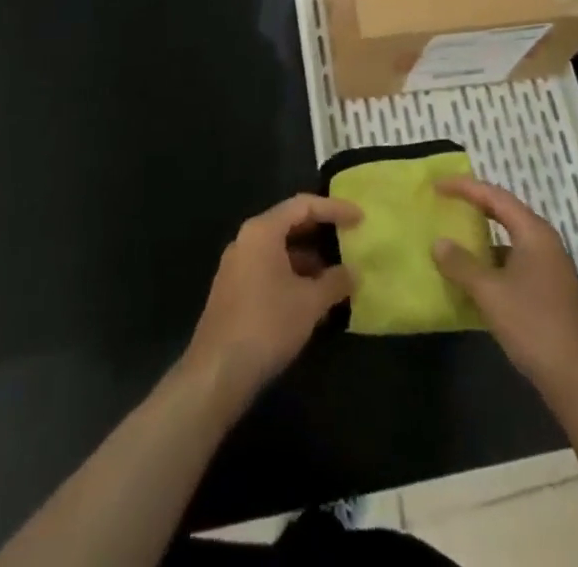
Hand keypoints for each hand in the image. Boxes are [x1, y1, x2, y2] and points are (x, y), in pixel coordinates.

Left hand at [183, 194, 361, 402]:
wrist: (217, 372)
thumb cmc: (267, 324)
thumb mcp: (310, 302)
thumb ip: (335, 282)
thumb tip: (354, 272)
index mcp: (262, 231)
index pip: (303, 205)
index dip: (334, 209)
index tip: (360, 218)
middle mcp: (246, 240)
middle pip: (289, 224)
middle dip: (321, 232)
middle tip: (349, 239)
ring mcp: (237, 265)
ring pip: (279, 250)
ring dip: (308, 260)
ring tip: (336, 276)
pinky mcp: (233, 290)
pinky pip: (269, 269)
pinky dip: (293, 276)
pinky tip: (312, 300)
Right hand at [431, 176, 577, 399]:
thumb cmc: (534, 326)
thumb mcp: (490, 293)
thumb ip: (461, 264)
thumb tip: (438, 242)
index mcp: (534, 233)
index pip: (495, 196)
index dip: (464, 187)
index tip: (437, 186)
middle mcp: (545, 243)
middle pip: (505, 213)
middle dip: (474, 206)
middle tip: (445, 203)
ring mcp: (551, 268)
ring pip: (510, 240)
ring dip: (483, 237)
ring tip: (454, 237)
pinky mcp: (550, 291)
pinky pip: (515, 262)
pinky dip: (493, 262)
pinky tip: (475, 277)